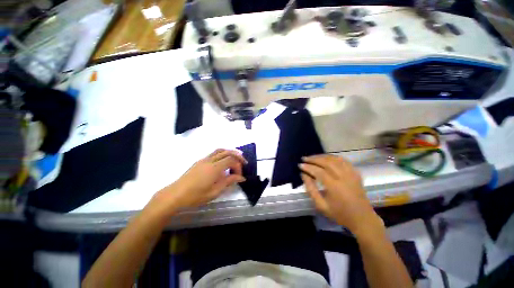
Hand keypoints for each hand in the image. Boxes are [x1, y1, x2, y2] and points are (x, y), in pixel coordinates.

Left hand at [153, 149, 246, 211]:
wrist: (175, 194)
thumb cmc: (196, 196)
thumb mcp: (215, 191)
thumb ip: (229, 182)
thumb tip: (241, 178)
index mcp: (214, 168)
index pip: (231, 161)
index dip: (238, 166)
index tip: (240, 176)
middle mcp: (210, 160)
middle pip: (227, 152)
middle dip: (238, 156)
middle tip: (244, 163)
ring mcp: (204, 159)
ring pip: (220, 150)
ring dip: (230, 152)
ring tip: (236, 158)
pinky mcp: (200, 161)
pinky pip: (214, 153)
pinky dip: (223, 154)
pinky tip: (224, 161)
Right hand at [299, 154, 382, 234]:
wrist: (362, 219)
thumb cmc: (340, 214)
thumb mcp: (321, 205)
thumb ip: (311, 189)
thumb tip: (303, 175)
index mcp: (335, 187)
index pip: (319, 172)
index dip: (308, 167)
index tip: (300, 165)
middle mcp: (344, 177)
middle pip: (327, 162)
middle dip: (314, 159)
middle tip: (304, 158)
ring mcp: (351, 174)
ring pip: (335, 159)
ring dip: (322, 156)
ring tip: (313, 157)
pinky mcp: (356, 173)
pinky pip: (344, 161)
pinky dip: (333, 157)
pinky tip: (327, 158)